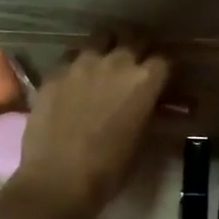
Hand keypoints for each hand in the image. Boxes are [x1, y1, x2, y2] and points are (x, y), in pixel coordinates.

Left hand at [14, 31, 170, 218]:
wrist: (58, 180)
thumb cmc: (110, 169)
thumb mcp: (143, 141)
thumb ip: (151, 113)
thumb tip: (157, 105)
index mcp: (144, 80)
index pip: (163, 59)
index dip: (163, 69)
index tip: (161, 80)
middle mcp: (116, 62)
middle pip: (134, 39)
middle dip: (138, 49)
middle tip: (136, 66)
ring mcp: (81, 63)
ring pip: (101, 38)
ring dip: (108, 48)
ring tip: (105, 65)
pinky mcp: (55, 72)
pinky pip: (72, 56)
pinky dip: (79, 63)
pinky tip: (76, 80)